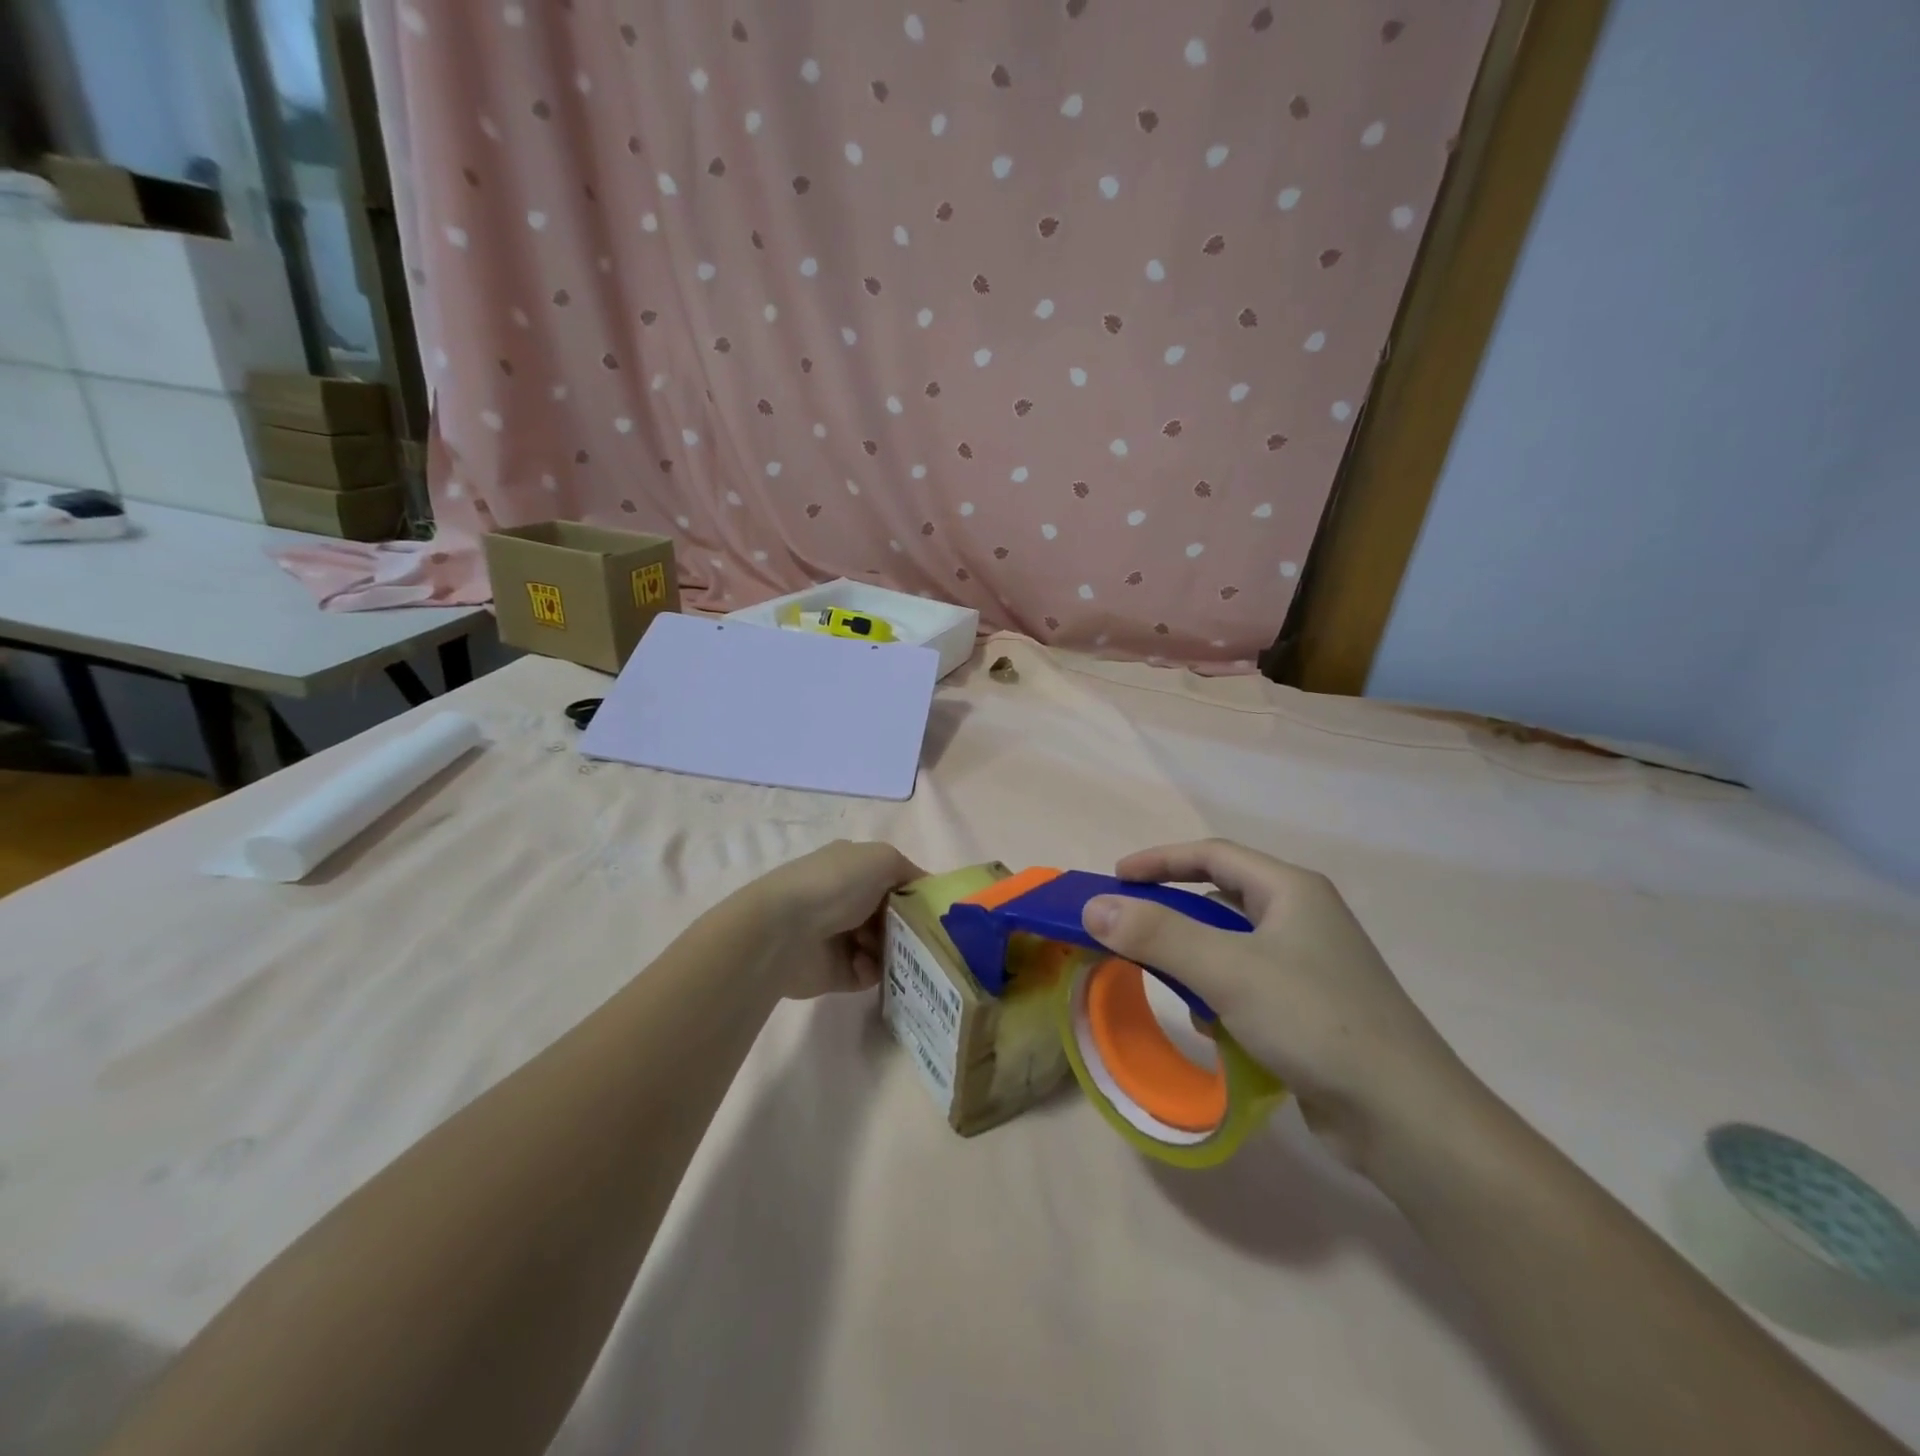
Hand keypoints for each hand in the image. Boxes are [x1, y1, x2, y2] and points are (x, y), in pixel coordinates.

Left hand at [747, 840, 923, 999]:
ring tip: (895, 952)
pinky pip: (869, 973)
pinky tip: (867, 965)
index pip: (895, 879)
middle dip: (910, 926)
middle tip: (926, 937)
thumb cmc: (835, 885)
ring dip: (895, 950)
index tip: (938, 910)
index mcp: (854, 867)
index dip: (916, 893)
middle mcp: (846, 899)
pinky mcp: (836, 971)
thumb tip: (924, 891)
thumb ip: (909, 871)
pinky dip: (874, 970)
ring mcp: (840, 935)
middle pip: (893, 916)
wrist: (783, 931)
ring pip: (885, 946)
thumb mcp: (882, 858)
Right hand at [1082, 839, 1472, 1171]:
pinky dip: (1221, 997)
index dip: (1160, 861)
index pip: (1212, 855)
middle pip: (1221, 899)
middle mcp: (1303, 918)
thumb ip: (1157, 934)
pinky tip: (1214, 1029)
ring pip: (1232, 946)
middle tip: (1129, 931)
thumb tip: (1093, 907)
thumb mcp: (1228, 970)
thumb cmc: (1315, 1021)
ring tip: (1170, 986)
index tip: (1115, 879)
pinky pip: (1248, 985)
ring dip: (1196, 961)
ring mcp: (1311, 965)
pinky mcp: (1312, 1009)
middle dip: (1173, 915)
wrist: (1406, 1117)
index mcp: (1291, 890)